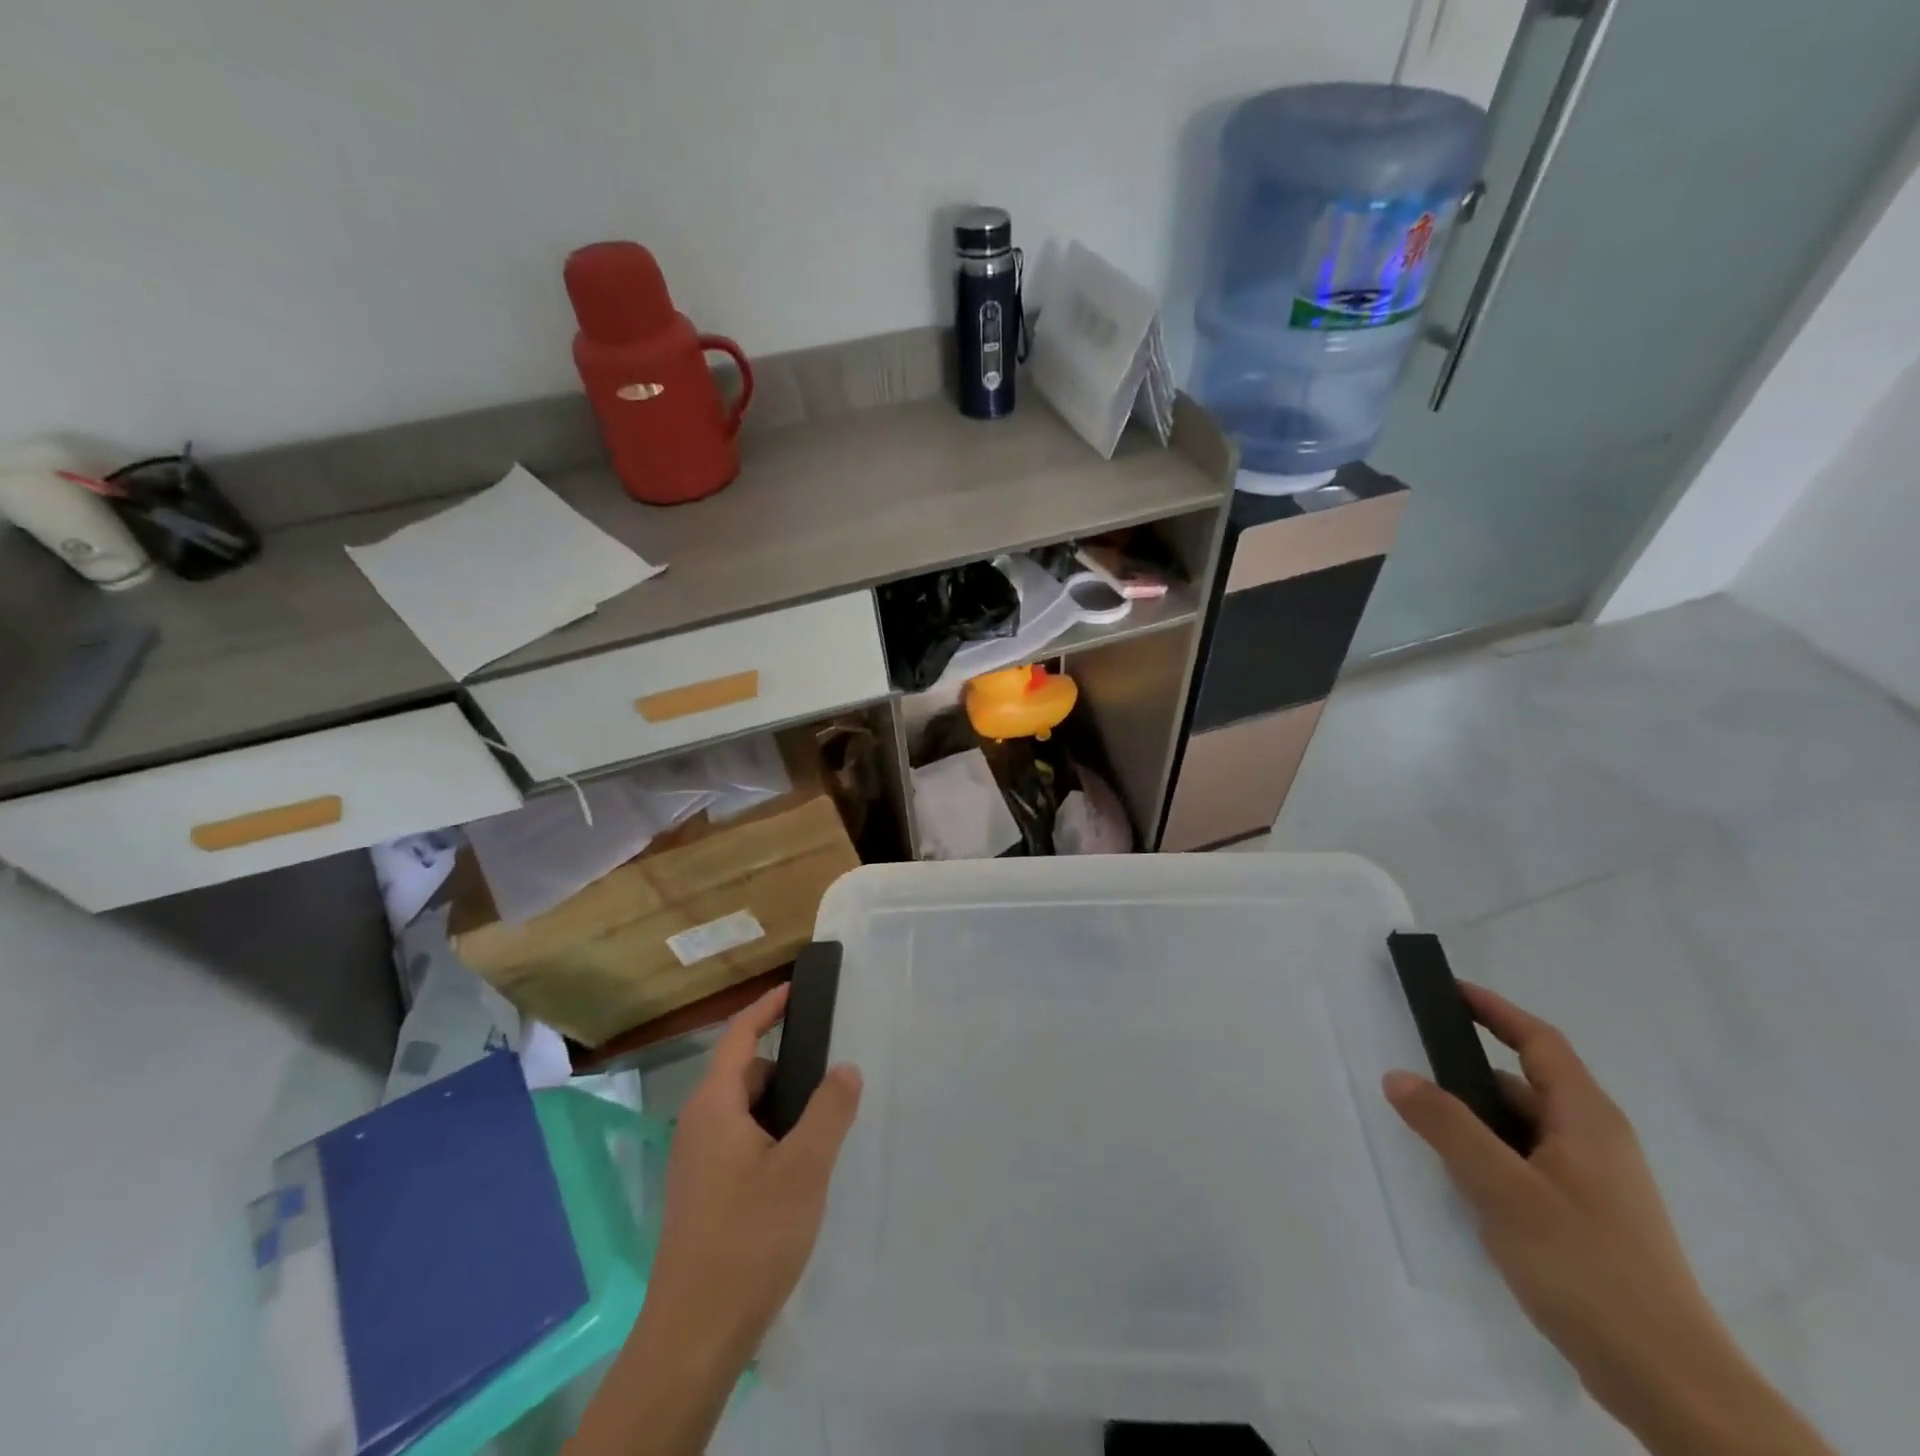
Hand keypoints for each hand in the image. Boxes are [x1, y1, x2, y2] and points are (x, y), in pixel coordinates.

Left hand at [644, 984, 862, 1365]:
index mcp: (714, 1106)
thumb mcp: (804, 1168)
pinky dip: (770, 1137)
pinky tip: (799, 1170)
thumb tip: (845, 1067)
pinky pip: (739, 1142)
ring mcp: (695, 1162)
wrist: (694, 1335)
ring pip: (744, 1112)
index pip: (739, 1036)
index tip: (796, 988)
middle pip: (744, 1074)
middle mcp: (697, 1126)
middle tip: (830, 1078)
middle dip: (786, 1069)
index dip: (767, 1008)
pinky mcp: (701, 1193)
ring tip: (822, 1129)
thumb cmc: (750, 1238)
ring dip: (780, 1109)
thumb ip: (829, 1110)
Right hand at [1382, 984, 1778, 1446]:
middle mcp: (1595, 1142)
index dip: (1495, 1010)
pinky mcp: (1586, 1221)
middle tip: (1409, 1064)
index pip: (1540, 1042)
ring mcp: (1594, 1185)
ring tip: (1419, 1125)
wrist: (1670, 1384)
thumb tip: (1398, 1075)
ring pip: (1522, 1130)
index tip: (1448, 990)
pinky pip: (1526, 1165)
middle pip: (1524, 1085)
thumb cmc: (1587, 1267)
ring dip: (1474, 1121)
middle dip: (1466, 1072)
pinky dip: (1488, 1157)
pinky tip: (1457, 1181)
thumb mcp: (1505, 1190)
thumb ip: (1448, 1127)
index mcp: (1587, 1119)